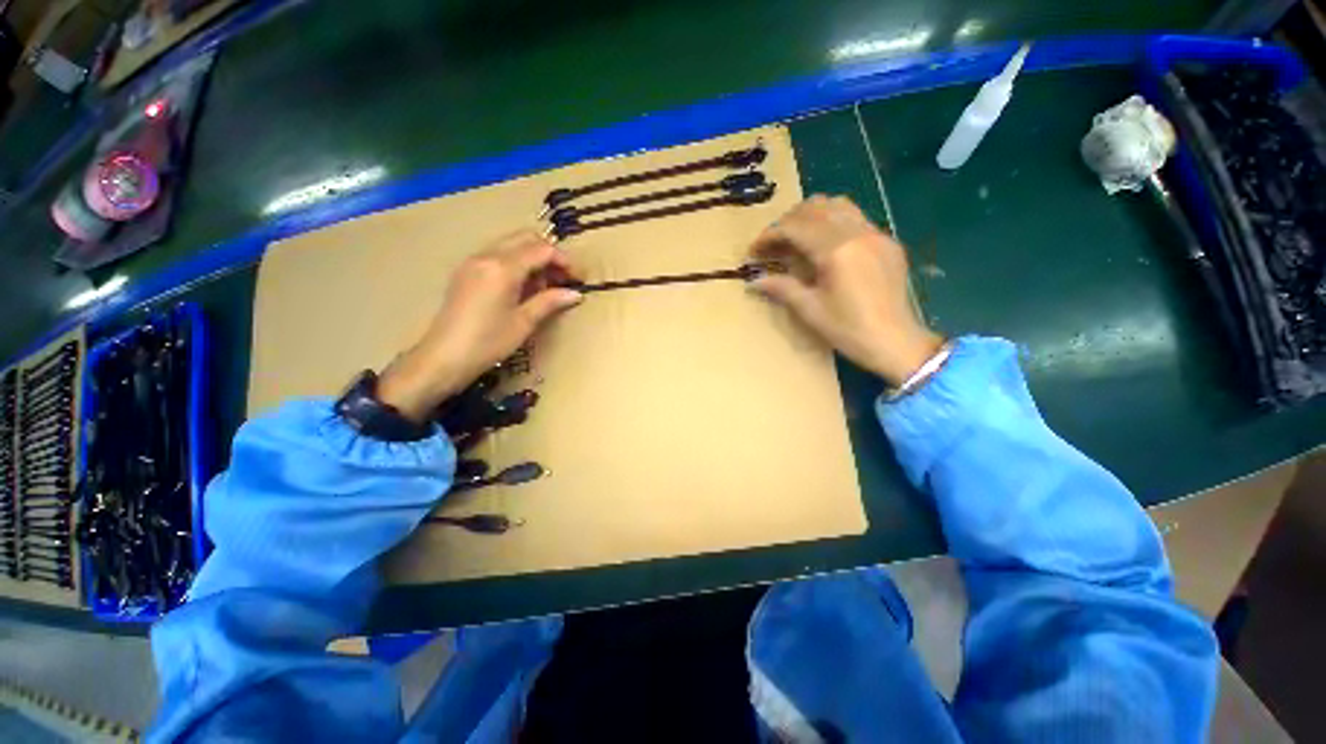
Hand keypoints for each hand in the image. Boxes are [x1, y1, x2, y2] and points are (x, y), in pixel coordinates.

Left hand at [377, 230, 582, 421]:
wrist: (443, 358)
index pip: (541, 250)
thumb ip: (549, 302)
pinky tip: (522, 289)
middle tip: (563, 280)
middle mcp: (486, 256)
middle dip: (549, 255)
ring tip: (544, 288)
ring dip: (532, 259)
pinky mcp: (466, 272)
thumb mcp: (524, 323)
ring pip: (511, 246)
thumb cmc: (488, 343)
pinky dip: (516, 264)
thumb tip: (576, 294)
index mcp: (503, 268)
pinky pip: (497, 256)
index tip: (578, 279)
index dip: (564, 261)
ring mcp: (473, 262)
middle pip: (525, 238)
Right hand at [750, 196, 943, 385]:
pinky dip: (833, 223)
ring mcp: (876, 234)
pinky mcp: (886, 242)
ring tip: (797, 238)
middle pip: (815, 208)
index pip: (795, 227)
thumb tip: (754, 281)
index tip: (754, 251)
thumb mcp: (809, 310)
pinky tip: (825, 246)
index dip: (769, 235)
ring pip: (838, 205)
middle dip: (788, 222)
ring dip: (811, 215)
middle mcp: (857, 233)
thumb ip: (781, 288)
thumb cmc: (848, 330)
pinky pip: (855, 218)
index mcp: (836, 250)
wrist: (895, 342)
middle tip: (773, 244)